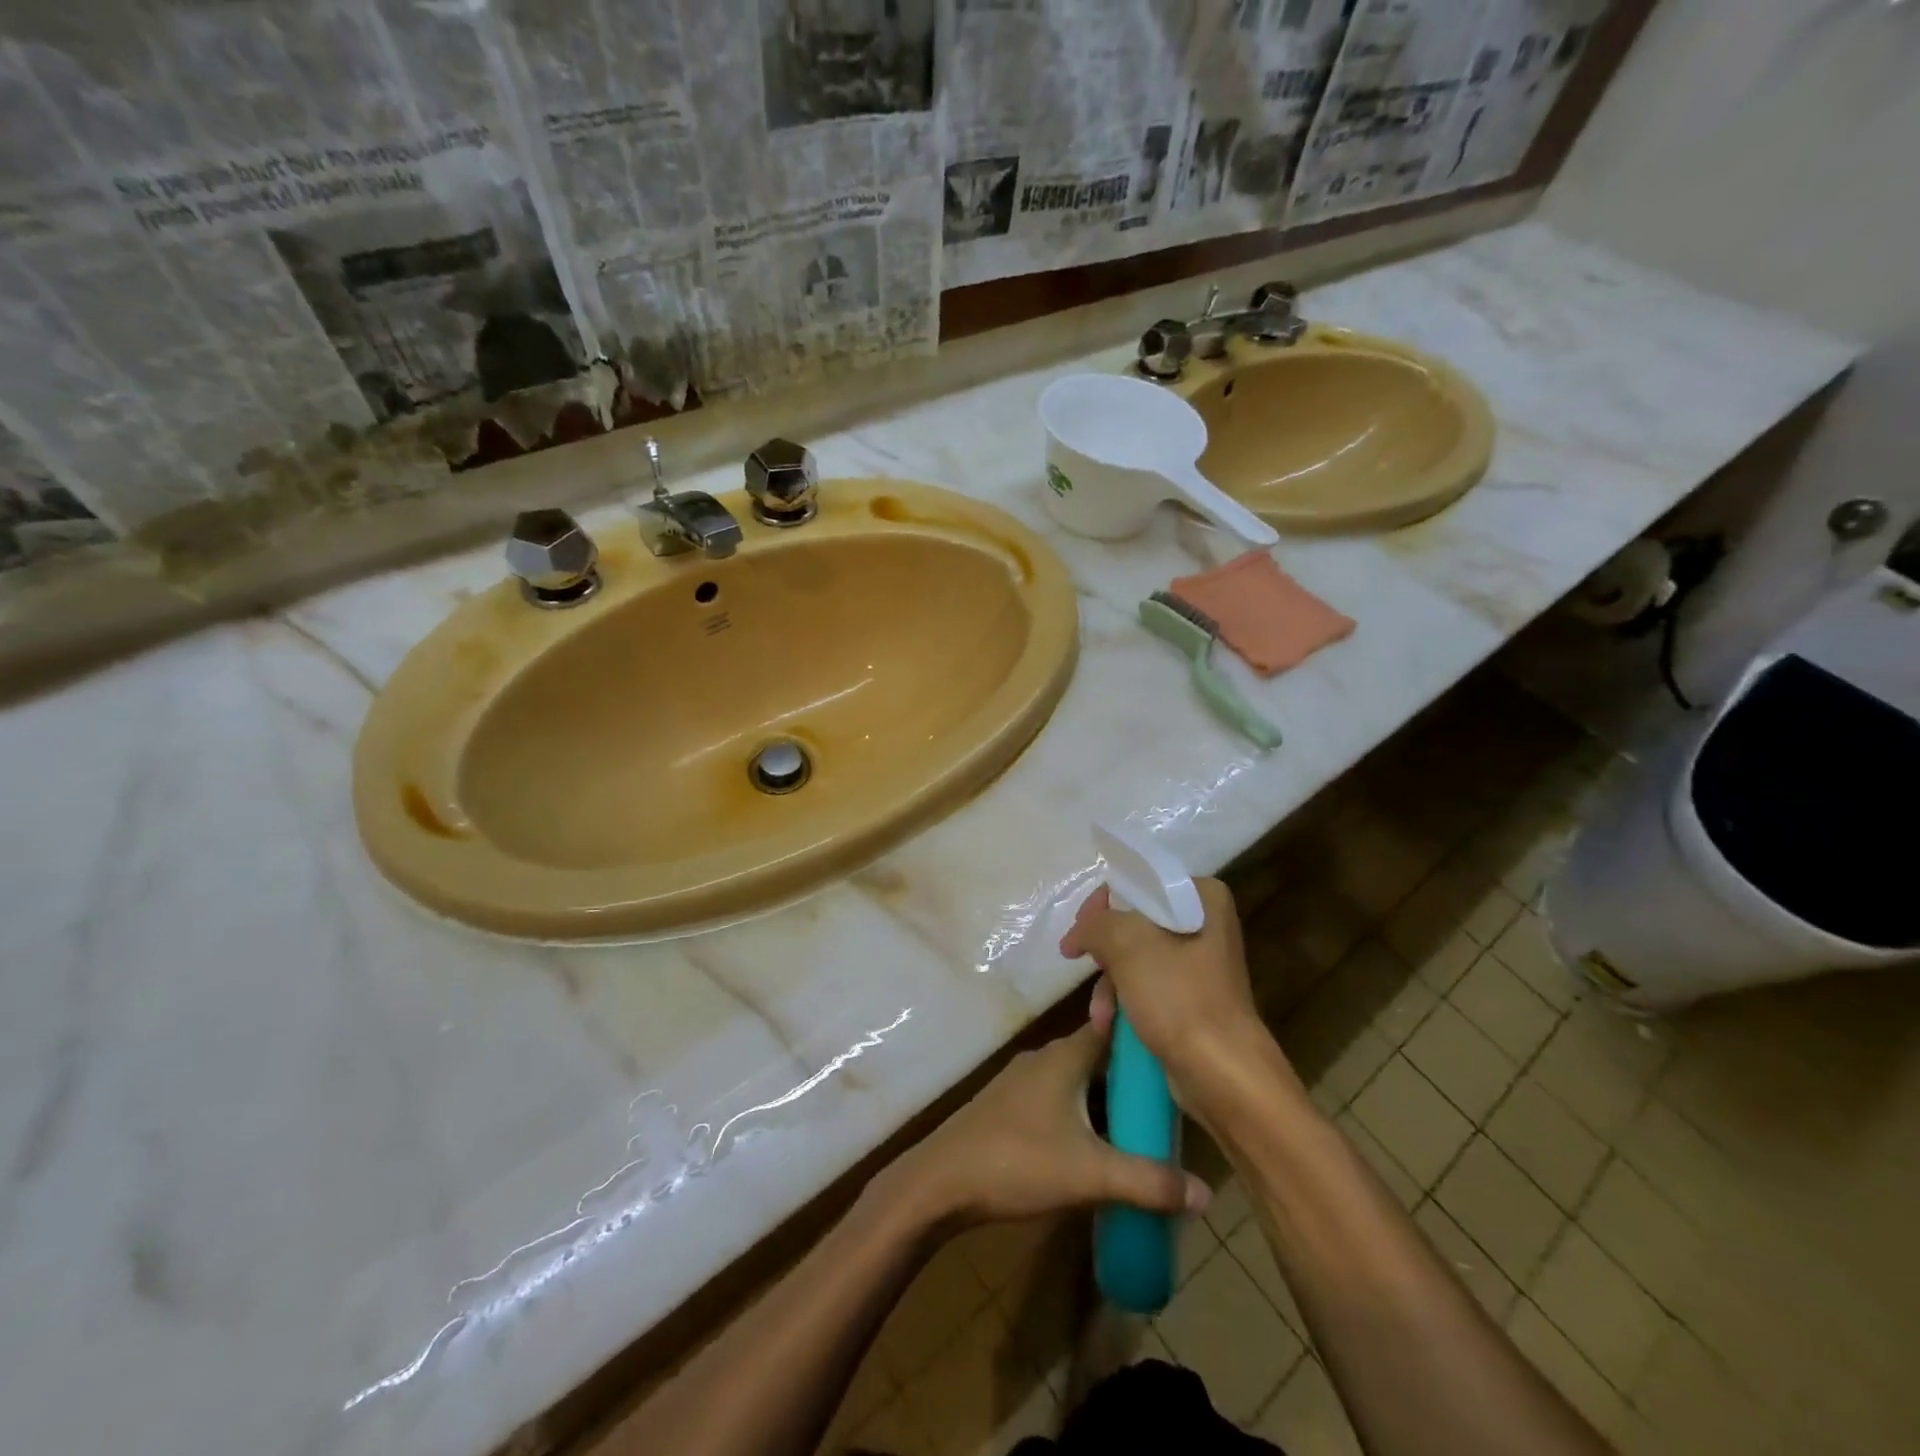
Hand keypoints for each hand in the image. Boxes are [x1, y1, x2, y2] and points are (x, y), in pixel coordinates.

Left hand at [892, 989, 1209, 1227]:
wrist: (941, 1182)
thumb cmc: (1017, 1161)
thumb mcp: (1090, 1174)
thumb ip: (1149, 1182)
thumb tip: (1206, 1192)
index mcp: (1064, 1056)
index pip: (1111, 1024)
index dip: (1144, 1031)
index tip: (1179, 1042)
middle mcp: (1044, 1058)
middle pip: (1098, 1054)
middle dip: (1133, 1073)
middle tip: (1175, 1096)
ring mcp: (1023, 1081)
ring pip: (1077, 1079)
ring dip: (1107, 1096)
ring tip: (1145, 1122)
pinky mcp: (1009, 1106)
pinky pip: (1059, 1097)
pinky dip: (1084, 1111)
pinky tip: (1098, 1142)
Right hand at [1060, 879, 1274, 1099]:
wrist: (1222, 1075)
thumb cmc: (1179, 998)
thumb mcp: (1128, 945)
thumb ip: (1096, 924)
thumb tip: (1080, 931)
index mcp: (1203, 898)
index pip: (1141, 883)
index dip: (1104, 903)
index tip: (1080, 929)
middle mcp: (1205, 925)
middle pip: (1135, 922)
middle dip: (1105, 951)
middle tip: (1081, 962)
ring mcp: (1199, 966)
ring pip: (1136, 959)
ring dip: (1109, 985)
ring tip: (1100, 1014)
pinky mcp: (1191, 1000)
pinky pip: (1147, 988)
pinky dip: (1125, 1002)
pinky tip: (1109, 1025)